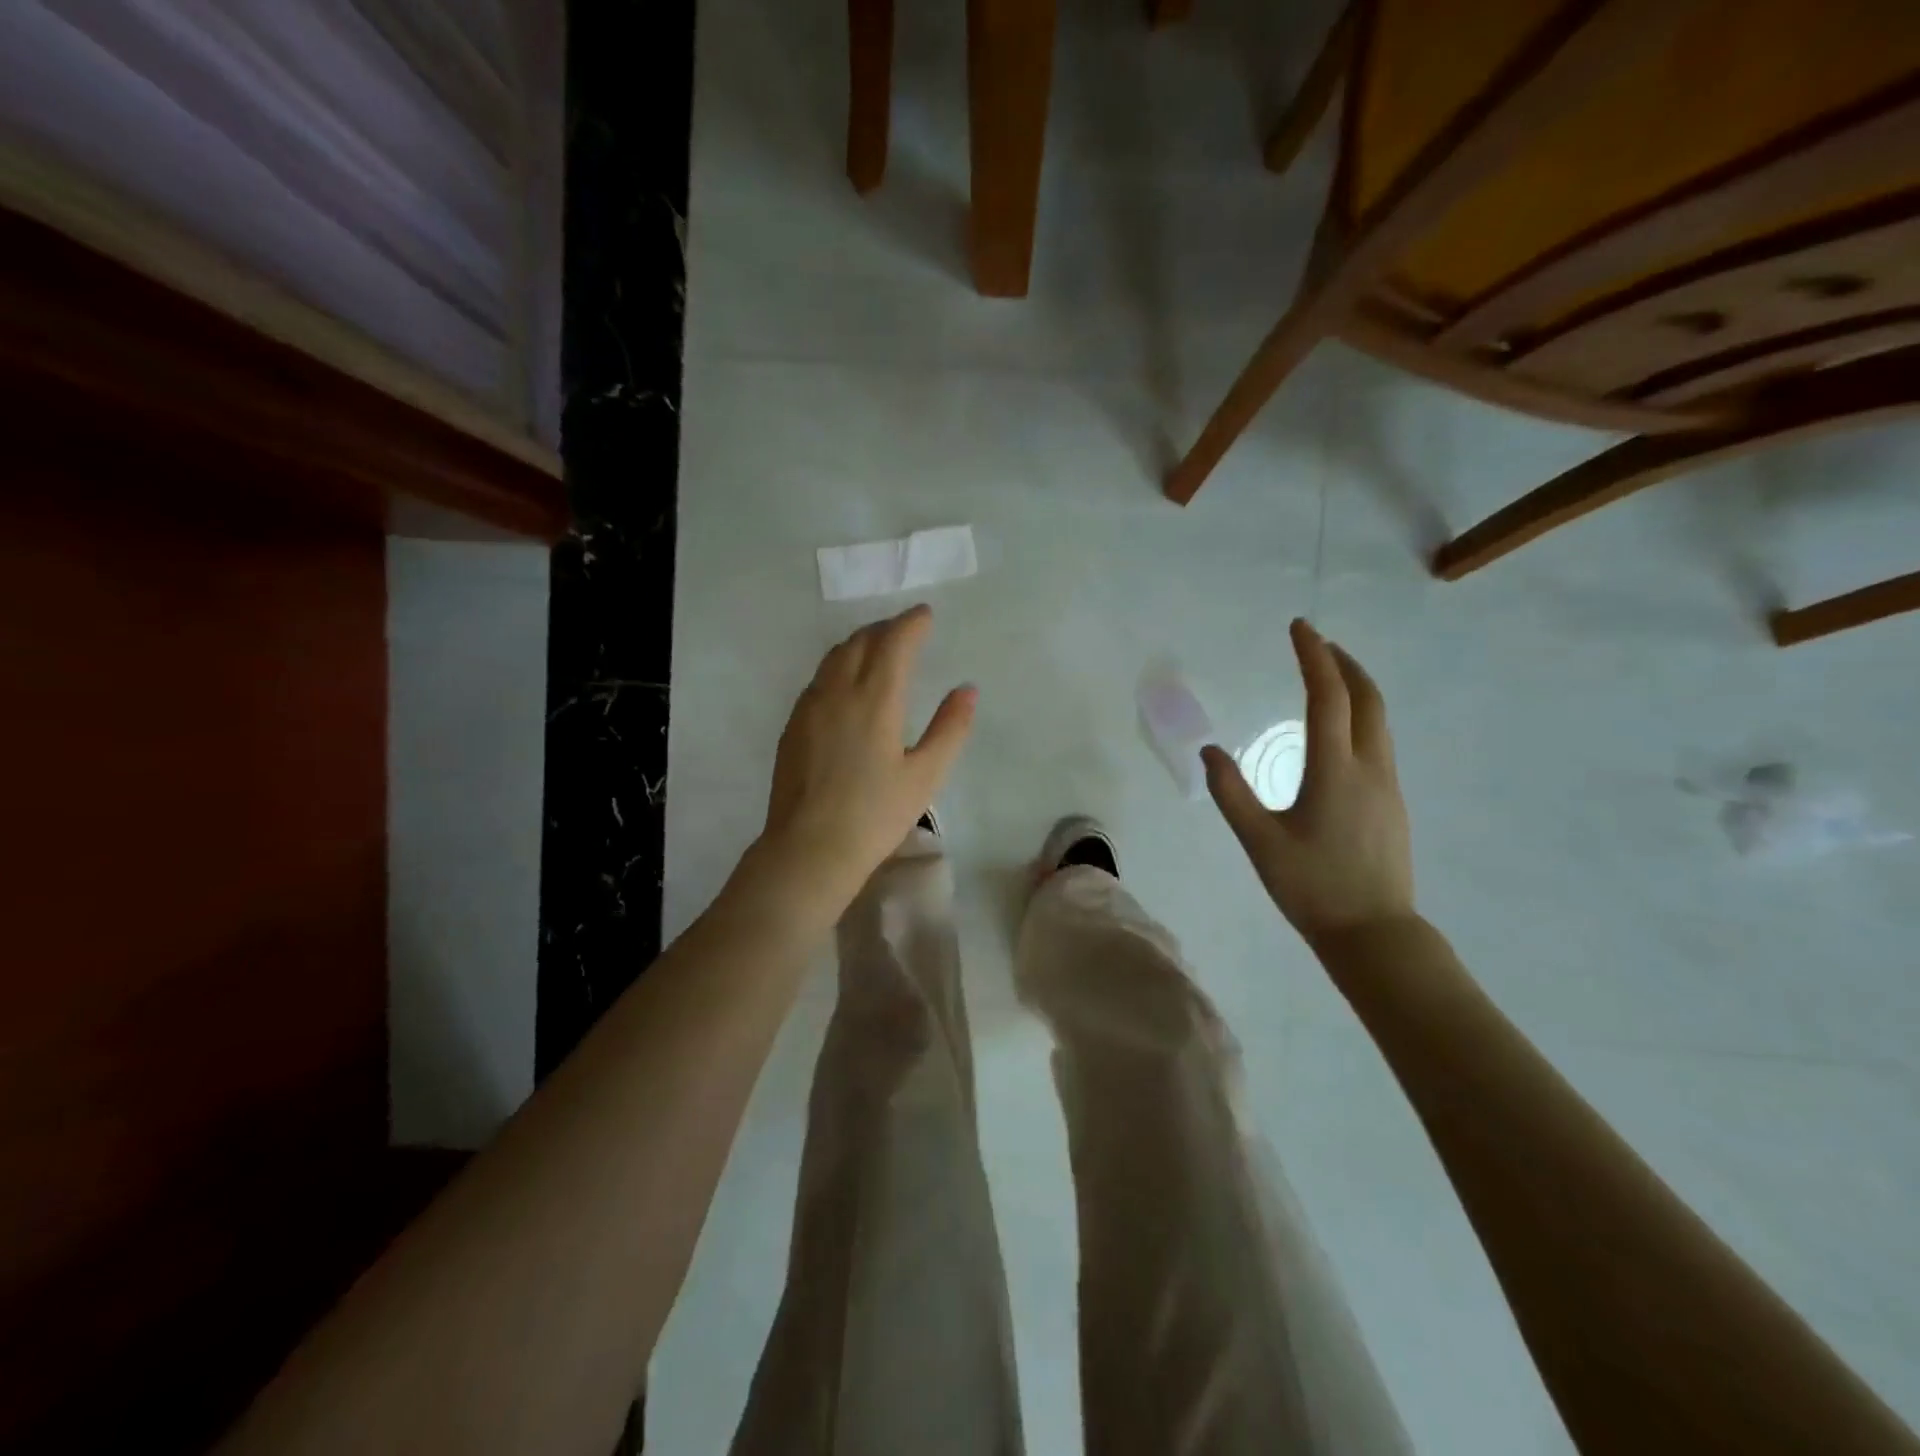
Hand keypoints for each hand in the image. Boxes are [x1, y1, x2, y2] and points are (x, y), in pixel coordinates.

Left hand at [755, 605, 975, 920]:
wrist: (809, 849)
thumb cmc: (875, 815)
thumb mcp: (926, 775)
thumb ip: (950, 728)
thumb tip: (967, 690)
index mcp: (875, 699)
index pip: (894, 642)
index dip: (912, 622)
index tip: (926, 615)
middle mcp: (838, 691)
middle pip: (860, 641)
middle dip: (886, 628)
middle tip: (906, 630)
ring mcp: (809, 707)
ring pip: (834, 657)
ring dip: (859, 643)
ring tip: (878, 648)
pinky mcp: (793, 725)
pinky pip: (819, 679)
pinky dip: (839, 666)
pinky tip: (847, 684)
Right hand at [1202, 619, 1413, 945]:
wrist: (1375, 933)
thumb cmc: (1312, 887)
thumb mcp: (1259, 842)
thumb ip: (1231, 794)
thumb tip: (1209, 752)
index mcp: (1335, 771)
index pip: (1328, 697)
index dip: (1314, 657)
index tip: (1300, 628)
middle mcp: (1369, 768)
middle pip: (1367, 699)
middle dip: (1344, 664)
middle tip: (1318, 643)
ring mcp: (1388, 786)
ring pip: (1378, 721)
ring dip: (1356, 689)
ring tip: (1329, 678)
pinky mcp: (1392, 803)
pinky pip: (1379, 743)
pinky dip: (1360, 718)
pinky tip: (1340, 733)